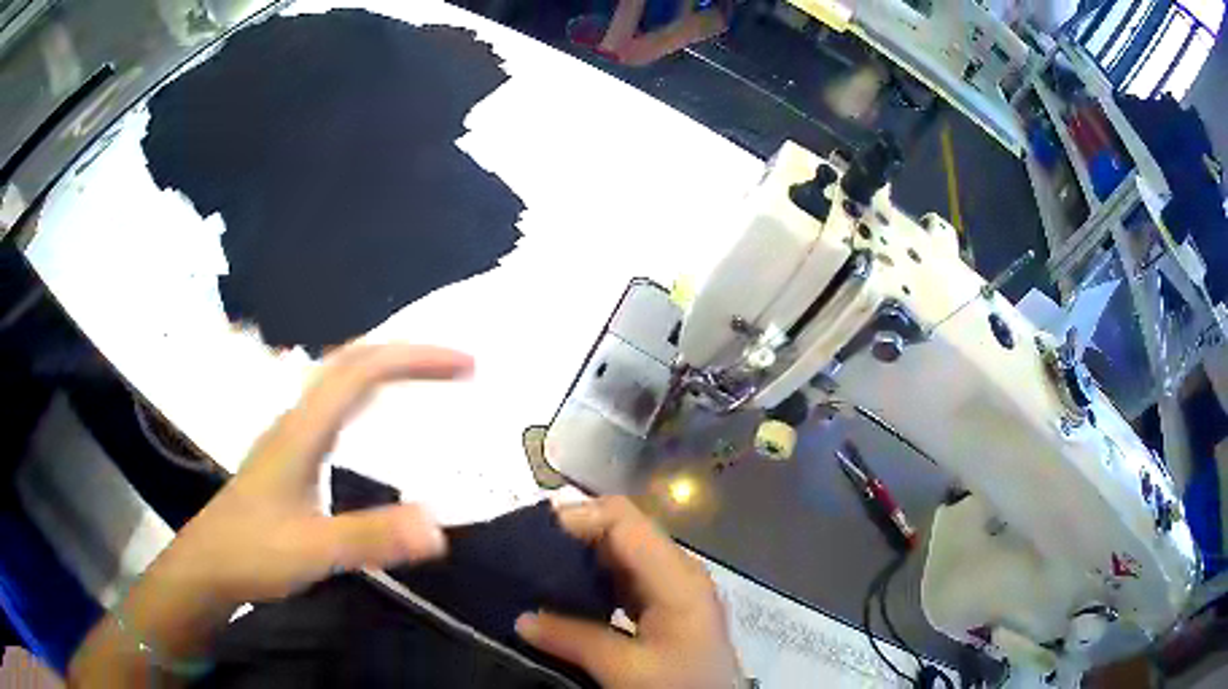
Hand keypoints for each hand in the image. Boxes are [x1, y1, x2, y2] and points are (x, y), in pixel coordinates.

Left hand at [158, 343, 473, 604]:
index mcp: (302, 431)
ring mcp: (291, 437)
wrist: (207, 565)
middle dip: (406, 355)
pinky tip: (377, 424)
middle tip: (454, 368)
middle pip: (351, 363)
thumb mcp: (311, 550)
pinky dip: (367, 399)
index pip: (361, 371)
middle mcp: (297, 422)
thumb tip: (439, 527)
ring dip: (385, 370)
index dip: (414, 359)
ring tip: (426, 383)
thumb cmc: (251, 552)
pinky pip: (335, 409)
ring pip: (339, 382)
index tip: (464, 365)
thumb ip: (368, 537)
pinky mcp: (291, 457)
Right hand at [515, 497, 739, 688]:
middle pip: (623, 532)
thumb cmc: (680, 686)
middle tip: (527, 552)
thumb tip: (521, 619)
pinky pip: (625, 580)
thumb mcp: (626, 669)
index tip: (533, 534)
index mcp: (676, 575)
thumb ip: (574, 639)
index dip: (578, 517)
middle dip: (575, 537)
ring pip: (622, 556)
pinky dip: (594, 582)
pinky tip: (567, 596)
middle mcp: (678, 571)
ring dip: (581, 559)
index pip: (623, 520)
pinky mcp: (666, 608)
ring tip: (538, 571)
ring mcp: (674, 589)